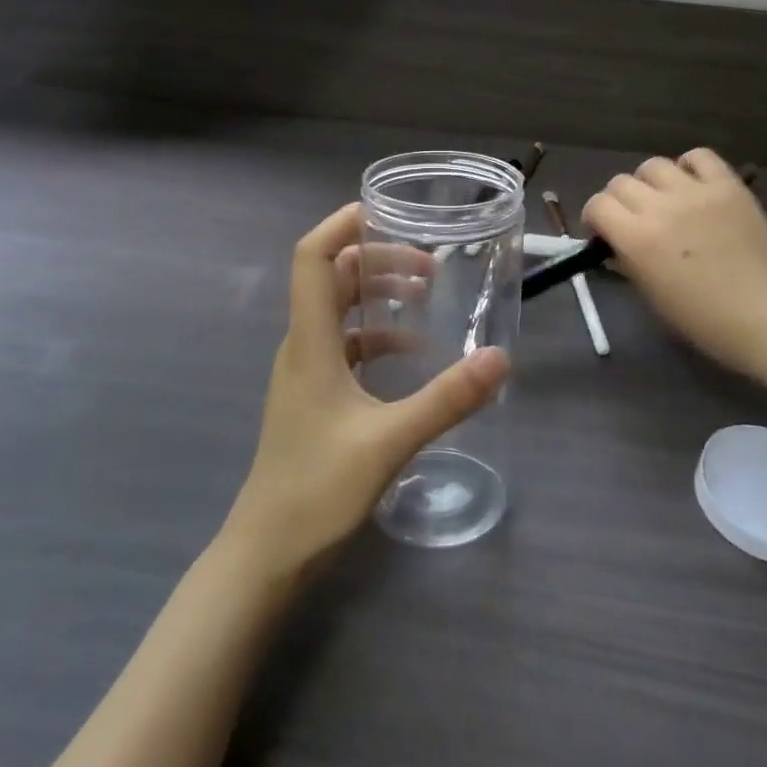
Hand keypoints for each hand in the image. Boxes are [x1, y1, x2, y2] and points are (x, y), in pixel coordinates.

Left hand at [221, 203, 510, 576]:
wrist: (267, 552)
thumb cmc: (317, 489)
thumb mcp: (390, 441)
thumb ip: (446, 399)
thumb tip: (500, 358)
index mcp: (310, 341)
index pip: (312, 258)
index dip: (341, 225)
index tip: (386, 213)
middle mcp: (302, 345)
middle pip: (332, 278)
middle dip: (377, 260)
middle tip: (429, 265)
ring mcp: (304, 371)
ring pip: (338, 311)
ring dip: (377, 294)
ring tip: (425, 296)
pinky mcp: (312, 395)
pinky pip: (344, 345)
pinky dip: (375, 336)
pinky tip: (410, 353)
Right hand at [582, 149, 766, 377]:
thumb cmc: (706, 322)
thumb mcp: (653, 297)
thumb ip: (629, 262)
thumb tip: (617, 244)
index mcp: (637, 239)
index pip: (598, 205)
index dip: (594, 217)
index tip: (603, 232)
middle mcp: (661, 207)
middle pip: (621, 183)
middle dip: (618, 201)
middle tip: (632, 220)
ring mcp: (697, 192)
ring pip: (654, 165)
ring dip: (649, 183)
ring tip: (663, 201)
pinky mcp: (729, 186)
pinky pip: (699, 157)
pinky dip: (688, 166)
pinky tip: (693, 186)